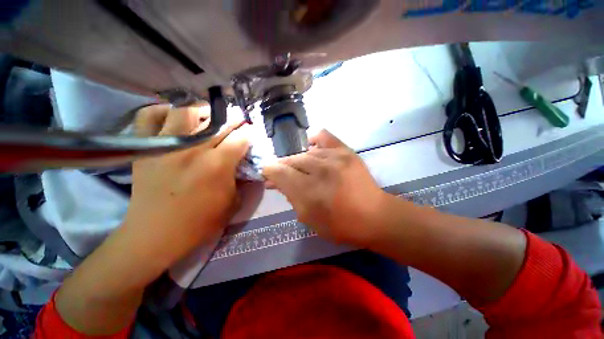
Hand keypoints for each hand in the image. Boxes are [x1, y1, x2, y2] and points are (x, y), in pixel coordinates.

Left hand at [125, 104, 248, 266]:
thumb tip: (245, 165)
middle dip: (234, 119)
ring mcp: (166, 146)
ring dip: (202, 110)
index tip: (252, 132)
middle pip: (219, 122)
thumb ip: (242, 180)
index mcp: (218, 165)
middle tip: (237, 121)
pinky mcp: (146, 148)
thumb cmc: (200, 222)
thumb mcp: (234, 203)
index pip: (241, 137)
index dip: (250, 132)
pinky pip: (148, 116)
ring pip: (185, 111)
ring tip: (208, 116)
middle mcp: (193, 149)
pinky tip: (173, 116)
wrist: (156, 235)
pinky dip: (161, 110)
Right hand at [262, 130, 386, 246]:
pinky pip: (323, 136)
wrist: (373, 216)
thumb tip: (276, 180)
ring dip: (298, 161)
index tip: (268, 174)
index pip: (278, 171)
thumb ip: (289, 196)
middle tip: (284, 175)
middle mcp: (319, 170)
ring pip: (304, 152)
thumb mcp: (307, 217)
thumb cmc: (338, 224)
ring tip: (302, 169)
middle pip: (290, 159)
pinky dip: (313, 141)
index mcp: (308, 192)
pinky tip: (312, 148)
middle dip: (283, 167)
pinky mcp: (346, 151)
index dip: (269, 171)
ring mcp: (334, 157)